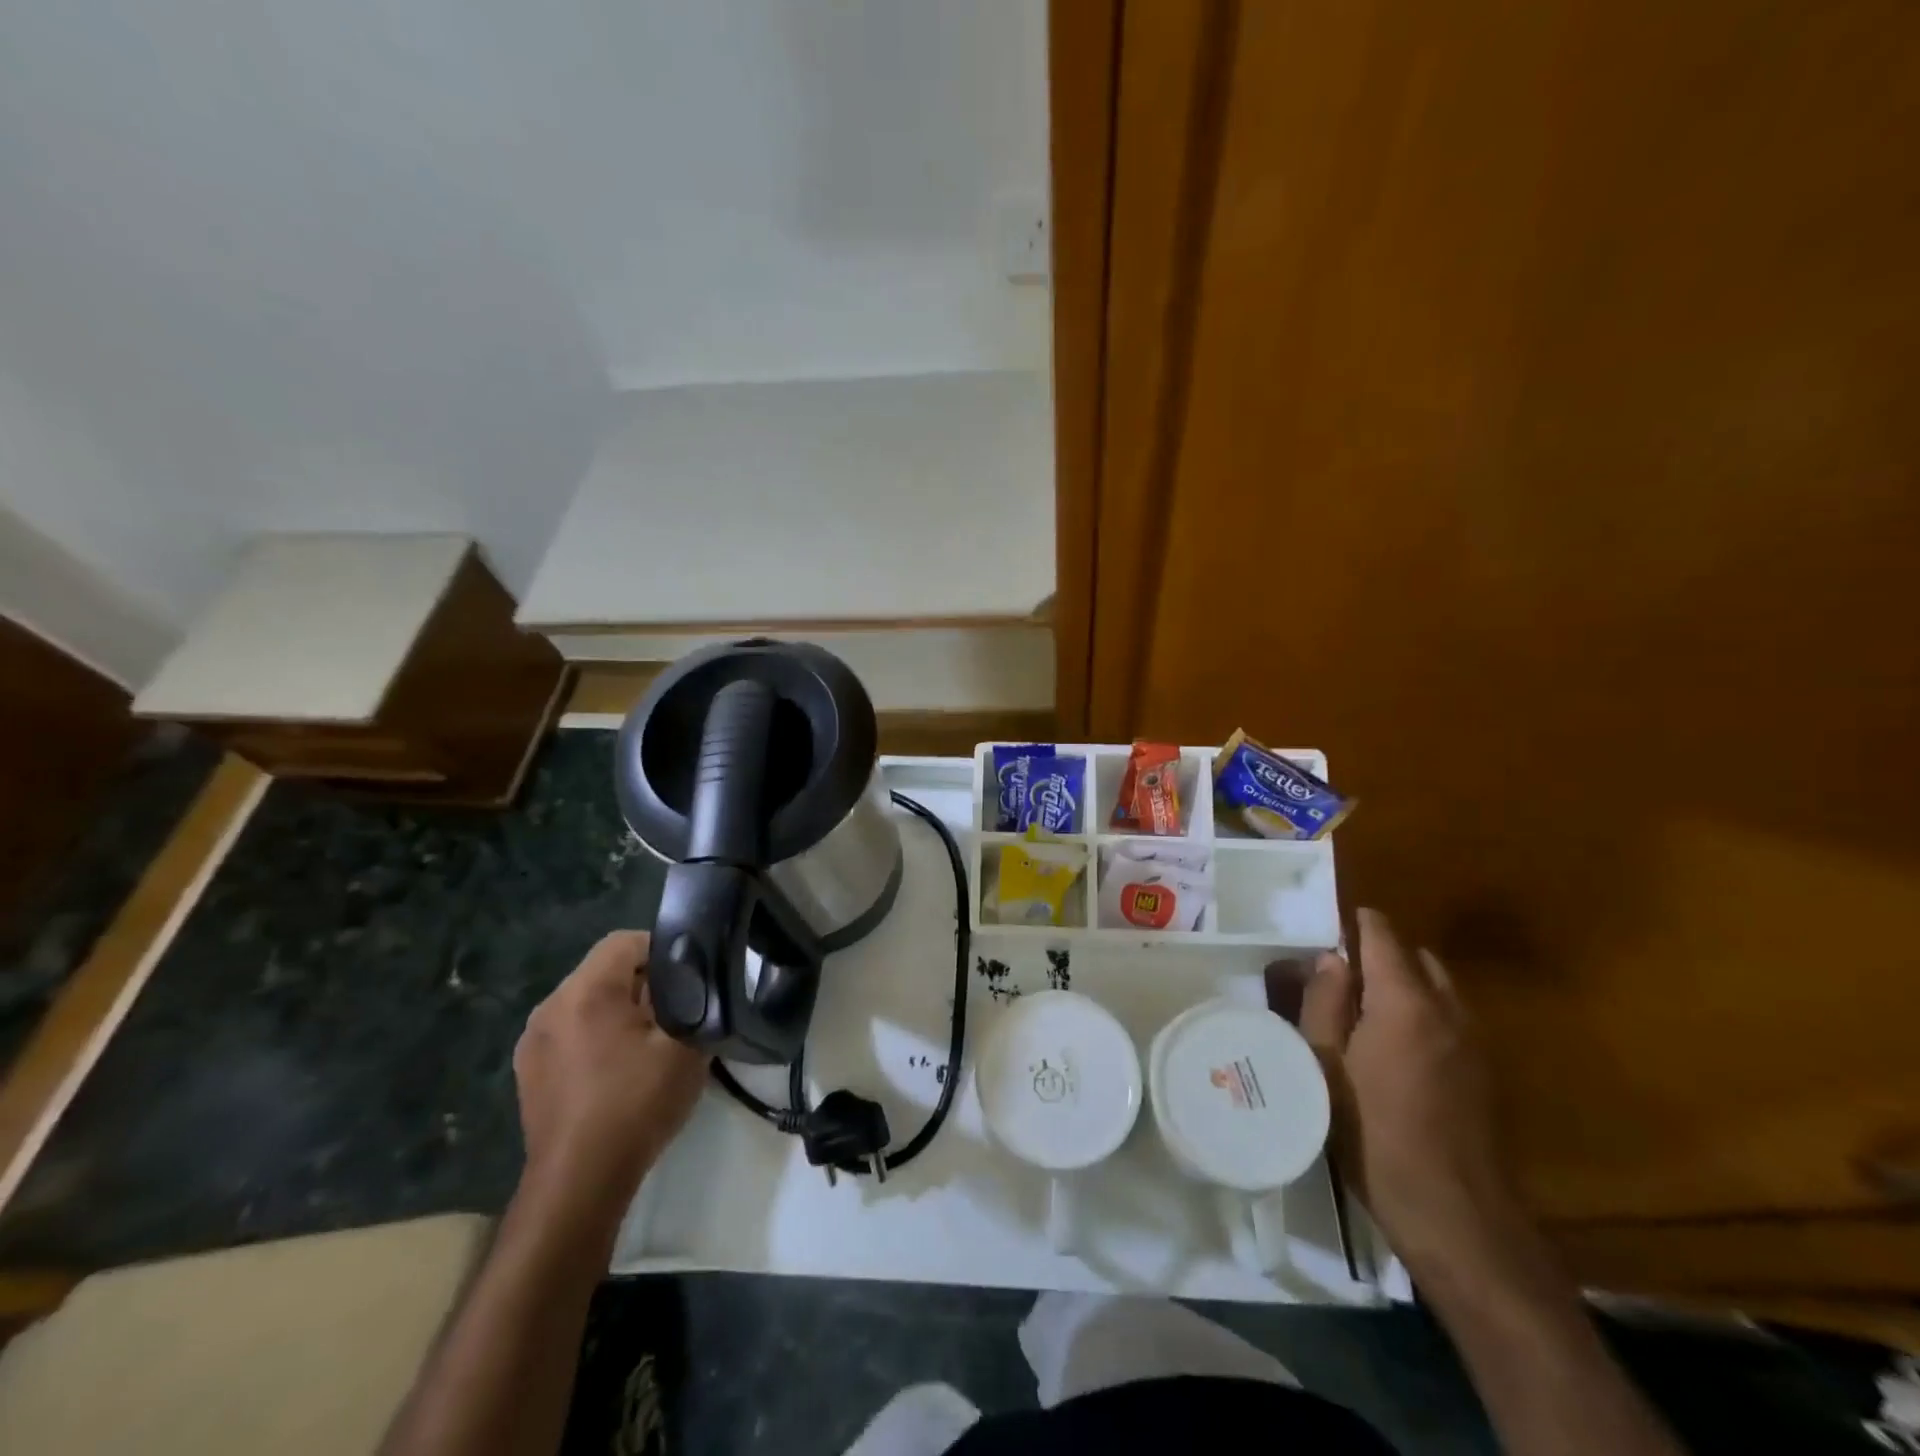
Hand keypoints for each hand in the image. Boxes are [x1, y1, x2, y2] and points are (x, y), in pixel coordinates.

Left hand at [513, 931, 707, 1219]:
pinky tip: (618, 1071)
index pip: (625, 941)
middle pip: (604, 970)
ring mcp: (533, 1041)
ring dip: (619, 1011)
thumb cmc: (636, 1105)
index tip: (688, 979)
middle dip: (643, 983)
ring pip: (587, 1002)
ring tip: (649, 1044)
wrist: (579, 1184)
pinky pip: (570, 1032)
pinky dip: (596, 1037)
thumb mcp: (684, 1046)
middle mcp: (550, 1006)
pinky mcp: (528, 1072)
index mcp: (585, 991)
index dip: (661, 950)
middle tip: (676, 1013)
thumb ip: (692, 1001)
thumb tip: (692, 982)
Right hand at [1301, 907, 1528, 1280]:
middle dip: (1381, 955)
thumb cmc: (1374, 1135)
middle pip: (1416, 958)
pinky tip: (1395, 1051)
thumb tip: (1332, 959)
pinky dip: (1424, 1015)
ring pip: (1438, 989)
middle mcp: (1448, 1010)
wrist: (1458, 1219)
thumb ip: (1326, 1003)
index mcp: (1404, 1001)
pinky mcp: (1486, 1075)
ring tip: (1363, 1012)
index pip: (1383, 935)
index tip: (1327, 927)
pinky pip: (1451, 1020)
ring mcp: (1474, 1044)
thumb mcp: (1325, 1065)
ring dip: (1405, 985)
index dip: (1355, 923)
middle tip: (1338, 977)